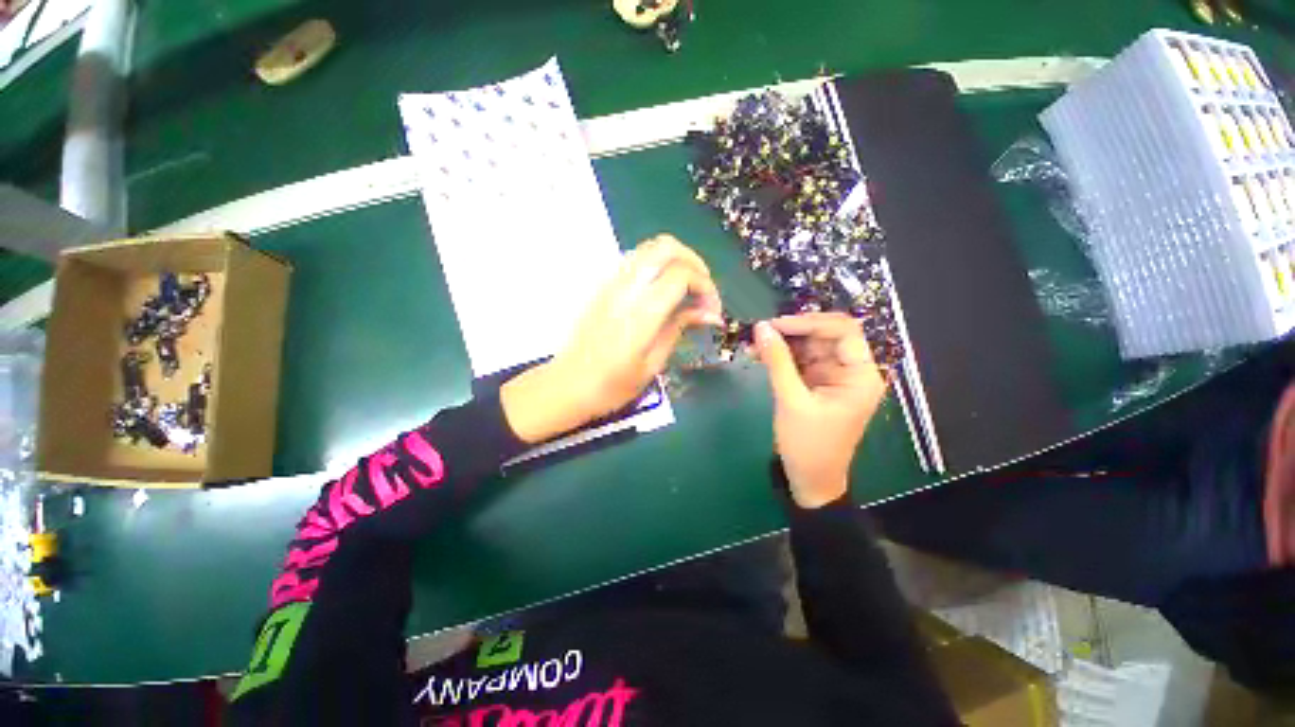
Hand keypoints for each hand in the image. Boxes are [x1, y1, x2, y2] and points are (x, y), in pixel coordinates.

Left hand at [502, 235, 721, 443]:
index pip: (681, 274)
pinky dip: (658, 265)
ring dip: (676, 260)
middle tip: (703, 291)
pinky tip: (663, 291)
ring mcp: (611, 283)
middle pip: (667, 247)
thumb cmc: (612, 385)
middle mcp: (625, 288)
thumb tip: (711, 313)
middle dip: (694, 262)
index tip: (712, 310)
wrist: (567, 385)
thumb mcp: (653, 363)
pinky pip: (636, 259)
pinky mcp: (603, 285)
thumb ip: (680, 328)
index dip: (706, 286)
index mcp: (641, 313)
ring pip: (650, 247)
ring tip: (686, 289)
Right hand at [753, 313, 887, 507]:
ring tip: (753, 343)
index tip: (776, 325)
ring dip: (781, 342)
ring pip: (808, 345)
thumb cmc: (808, 445)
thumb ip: (777, 362)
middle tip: (760, 332)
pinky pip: (798, 360)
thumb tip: (761, 328)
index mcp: (860, 375)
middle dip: (792, 331)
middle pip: (824, 335)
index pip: (843, 331)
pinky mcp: (815, 382)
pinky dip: (779, 356)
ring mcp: (832, 375)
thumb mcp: (791, 401)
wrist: (809, 479)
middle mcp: (850, 370)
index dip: (810, 322)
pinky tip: (758, 354)